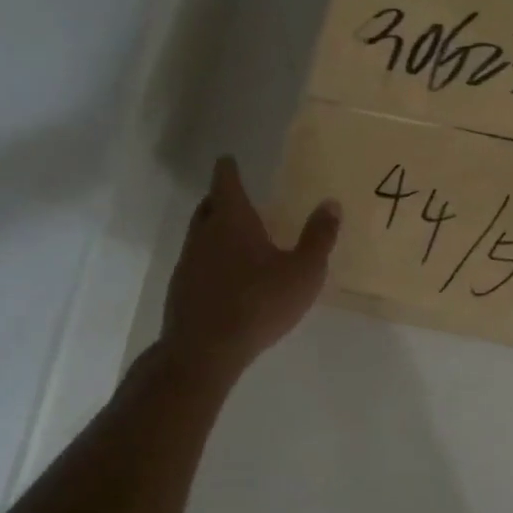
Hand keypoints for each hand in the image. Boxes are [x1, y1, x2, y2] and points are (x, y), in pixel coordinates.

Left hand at [160, 156, 340, 376]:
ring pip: (200, 234)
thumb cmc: (258, 303)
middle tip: (237, 196)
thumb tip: (331, 203)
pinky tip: (227, 276)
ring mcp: (187, 262)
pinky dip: (210, 258)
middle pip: (208, 205)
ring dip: (215, 229)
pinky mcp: (181, 290)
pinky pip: (197, 262)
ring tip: (236, 236)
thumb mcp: (303, 272)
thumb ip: (319, 237)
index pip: (226, 181)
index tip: (229, 159)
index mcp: (232, 220)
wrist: (204, 352)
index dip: (228, 168)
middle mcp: (204, 234)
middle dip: (221, 197)